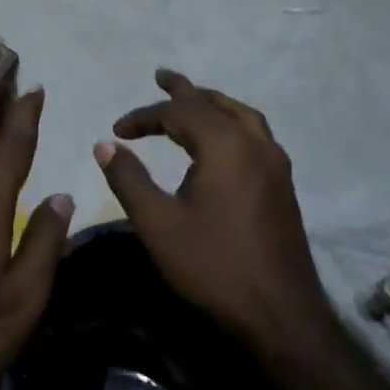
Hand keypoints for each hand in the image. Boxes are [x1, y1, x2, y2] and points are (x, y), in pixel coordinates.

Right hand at [94, 69, 330, 356]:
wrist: (279, 312)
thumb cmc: (212, 265)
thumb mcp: (157, 223)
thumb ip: (129, 178)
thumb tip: (106, 144)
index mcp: (224, 146)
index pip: (179, 113)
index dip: (144, 116)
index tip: (117, 130)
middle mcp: (255, 144)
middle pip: (215, 103)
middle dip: (184, 91)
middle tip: (162, 76)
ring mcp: (275, 164)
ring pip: (242, 116)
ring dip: (213, 103)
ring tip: (192, 100)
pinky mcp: (283, 184)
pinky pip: (256, 134)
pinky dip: (231, 122)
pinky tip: (222, 140)